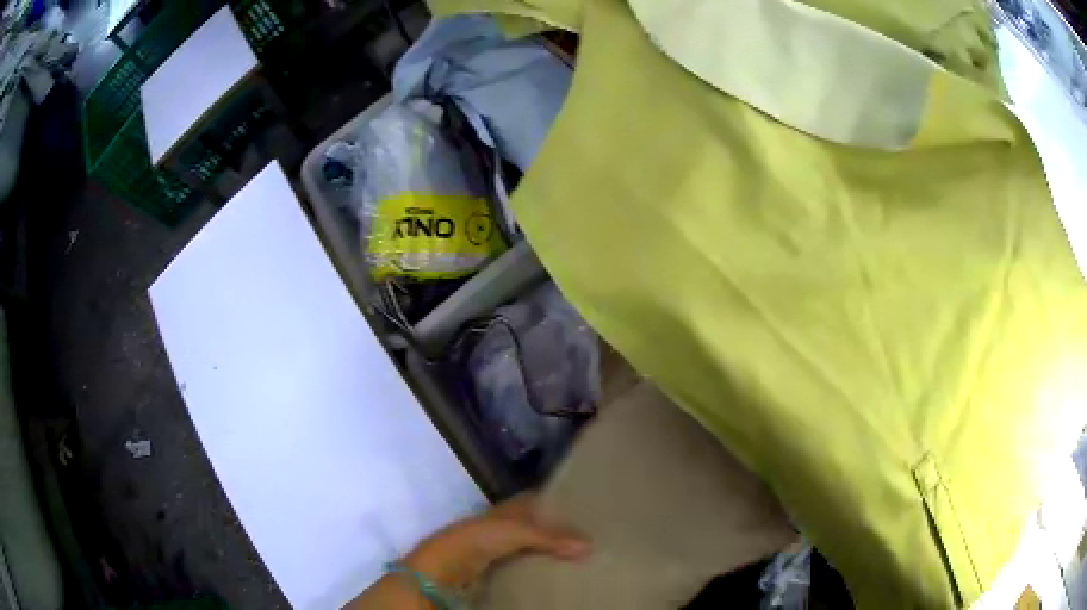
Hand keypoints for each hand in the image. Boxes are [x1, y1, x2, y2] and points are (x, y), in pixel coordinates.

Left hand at [404, 493, 590, 590]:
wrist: (446, 564)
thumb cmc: (480, 538)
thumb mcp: (517, 532)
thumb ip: (551, 537)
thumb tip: (590, 545)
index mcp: (509, 508)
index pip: (538, 500)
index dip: (558, 504)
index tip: (584, 510)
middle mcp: (505, 523)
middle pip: (537, 525)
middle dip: (558, 531)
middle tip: (589, 539)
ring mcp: (499, 545)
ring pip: (531, 545)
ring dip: (548, 551)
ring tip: (579, 558)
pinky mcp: (496, 564)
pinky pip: (523, 562)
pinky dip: (537, 566)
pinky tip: (554, 572)